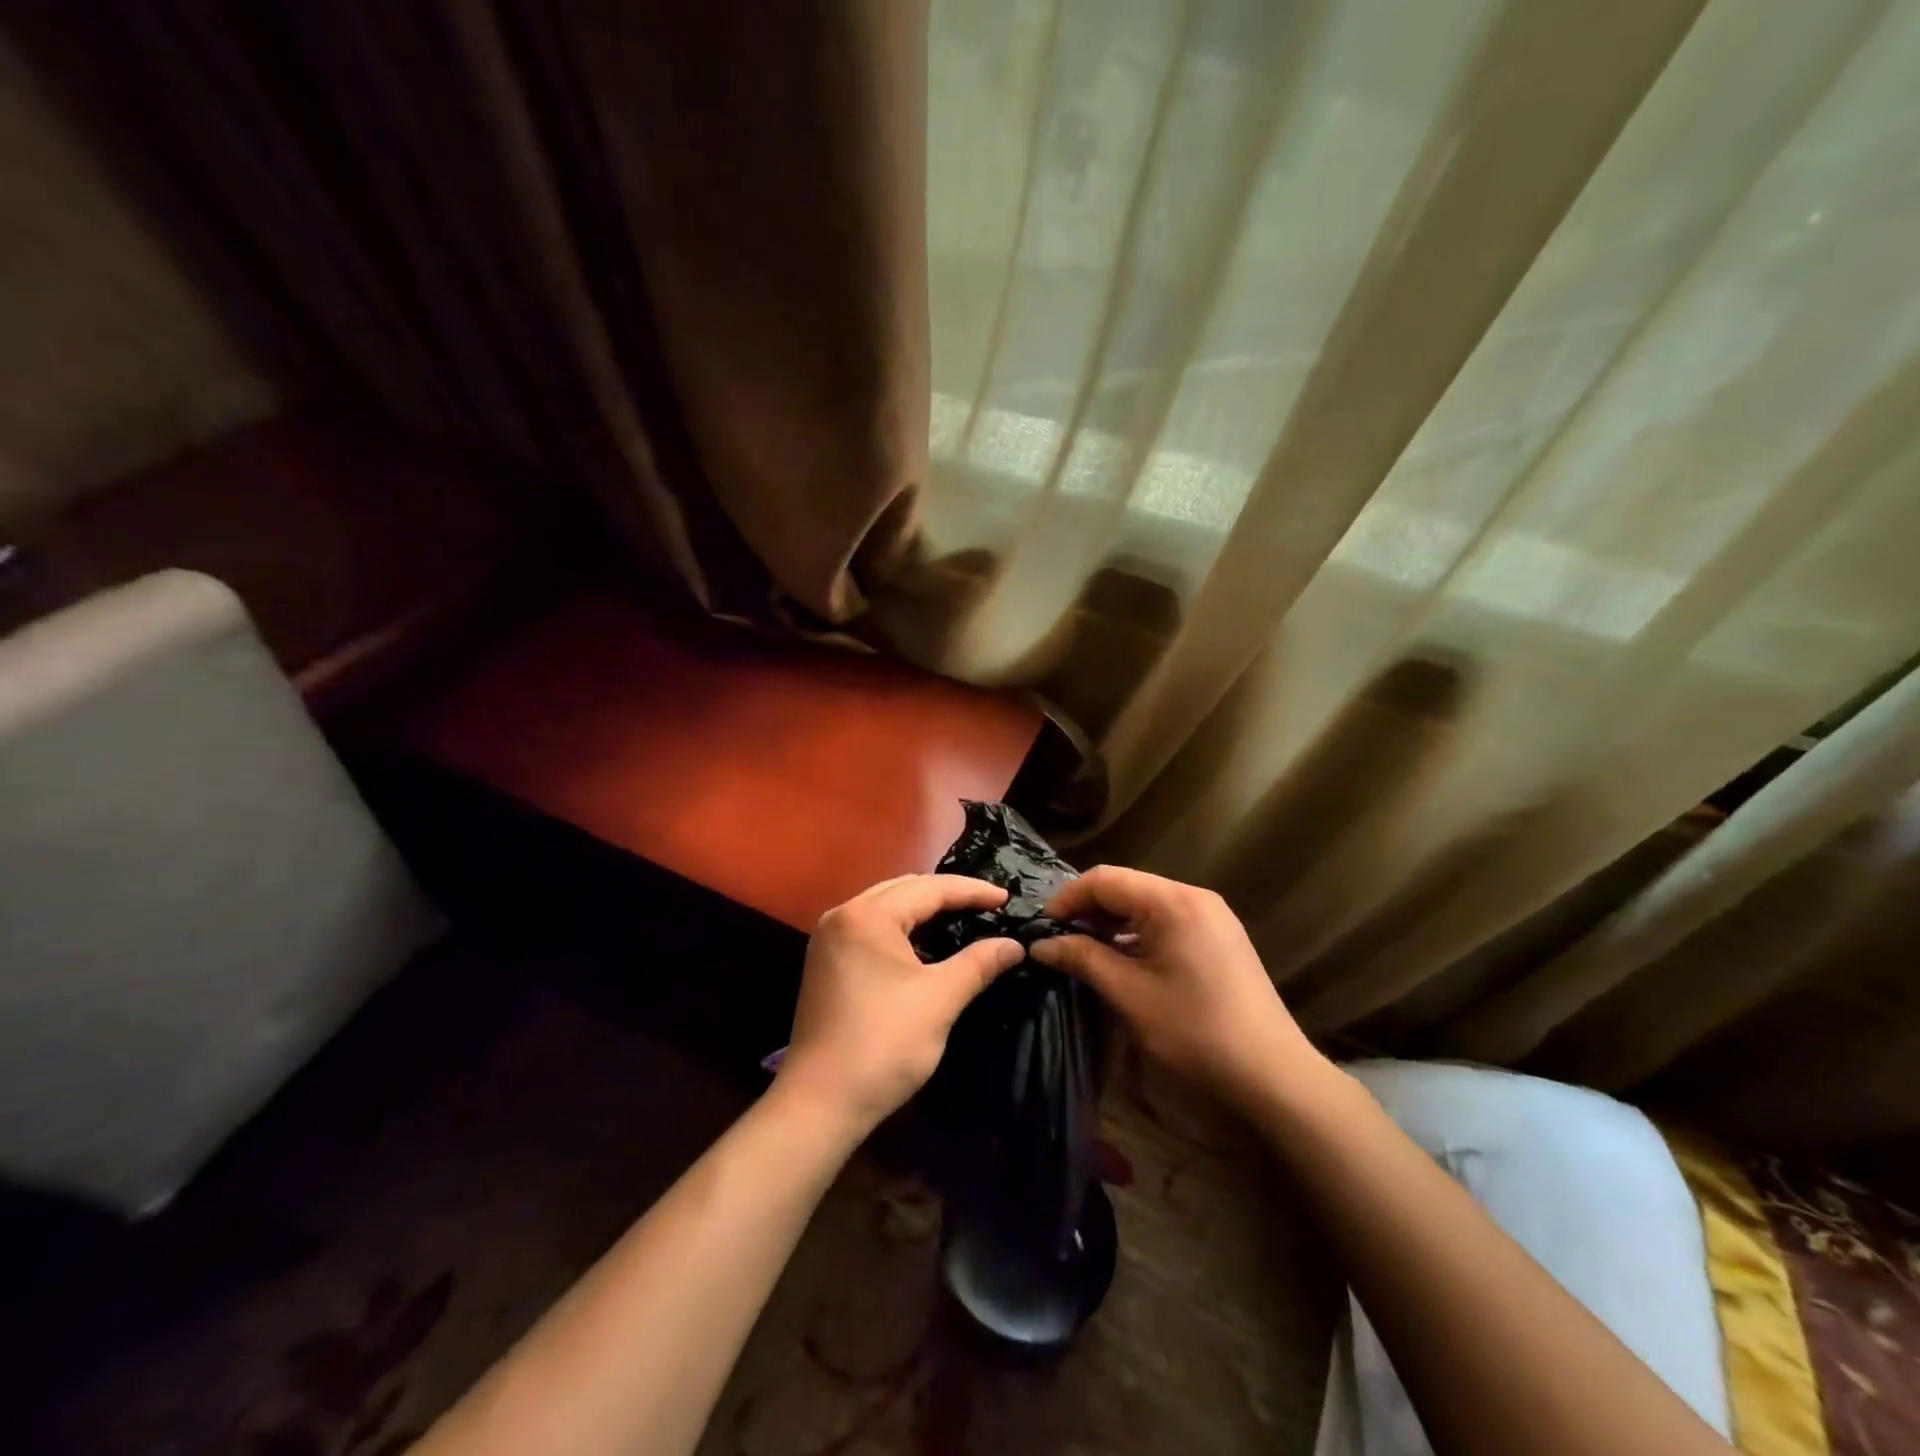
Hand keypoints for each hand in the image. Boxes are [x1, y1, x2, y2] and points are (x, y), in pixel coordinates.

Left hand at [775, 875, 1024, 1136]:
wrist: (819, 1103)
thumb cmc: (883, 1045)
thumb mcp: (939, 1000)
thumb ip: (978, 963)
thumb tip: (1014, 945)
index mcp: (868, 916)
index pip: (929, 888)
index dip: (972, 891)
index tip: (1007, 899)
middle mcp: (843, 915)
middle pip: (904, 888)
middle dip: (947, 893)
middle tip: (987, 905)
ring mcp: (829, 937)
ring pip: (885, 905)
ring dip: (923, 908)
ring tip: (962, 916)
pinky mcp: (826, 961)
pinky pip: (871, 926)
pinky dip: (902, 926)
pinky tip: (924, 941)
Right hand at [1031, 866, 1327, 1108]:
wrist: (1272, 1075)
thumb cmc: (1194, 1030)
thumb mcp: (1129, 994)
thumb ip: (1083, 959)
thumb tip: (1041, 945)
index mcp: (1172, 901)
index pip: (1105, 879)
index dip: (1068, 898)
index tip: (1043, 927)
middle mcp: (1194, 896)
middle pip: (1127, 886)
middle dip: (1088, 908)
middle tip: (1059, 939)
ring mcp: (1212, 915)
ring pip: (1147, 903)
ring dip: (1112, 920)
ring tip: (1084, 950)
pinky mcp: (1220, 936)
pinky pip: (1167, 919)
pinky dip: (1138, 932)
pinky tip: (1123, 959)